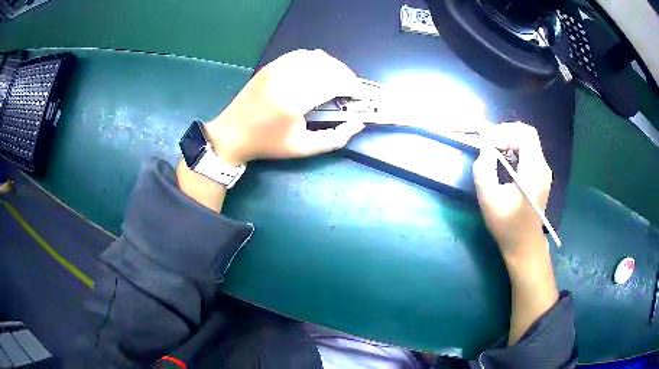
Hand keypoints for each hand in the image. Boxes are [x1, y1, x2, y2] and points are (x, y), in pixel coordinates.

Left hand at [204, 49, 364, 165]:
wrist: (232, 133)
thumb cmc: (268, 144)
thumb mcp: (303, 148)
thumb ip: (334, 139)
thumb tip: (357, 124)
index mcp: (294, 101)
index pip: (333, 82)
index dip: (352, 86)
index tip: (359, 95)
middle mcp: (286, 78)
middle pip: (327, 66)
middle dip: (346, 75)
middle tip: (350, 89)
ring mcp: (276, 68)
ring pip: (316, 57)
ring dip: (332, 66)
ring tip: (337, 80)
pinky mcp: (271, 65)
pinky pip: (301, 54)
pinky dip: (315, 60)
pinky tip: (318, 71)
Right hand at [472, 122, 552, 260]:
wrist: (524, 245)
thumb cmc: (507, 225)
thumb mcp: (489, 199)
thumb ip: (484, 169)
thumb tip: (484, 146)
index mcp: (534, 172)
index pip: (525, 135)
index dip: (505, 132)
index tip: (488, 142)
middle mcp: (542, 167)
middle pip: (528, 134)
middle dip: (506, 132)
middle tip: (489, 141)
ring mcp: (543, 172)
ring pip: (528, 142)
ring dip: (509, 139)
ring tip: (493, 148)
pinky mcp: (540, 176)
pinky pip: (528, 152)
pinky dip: (514, 149)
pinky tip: (503, 159)